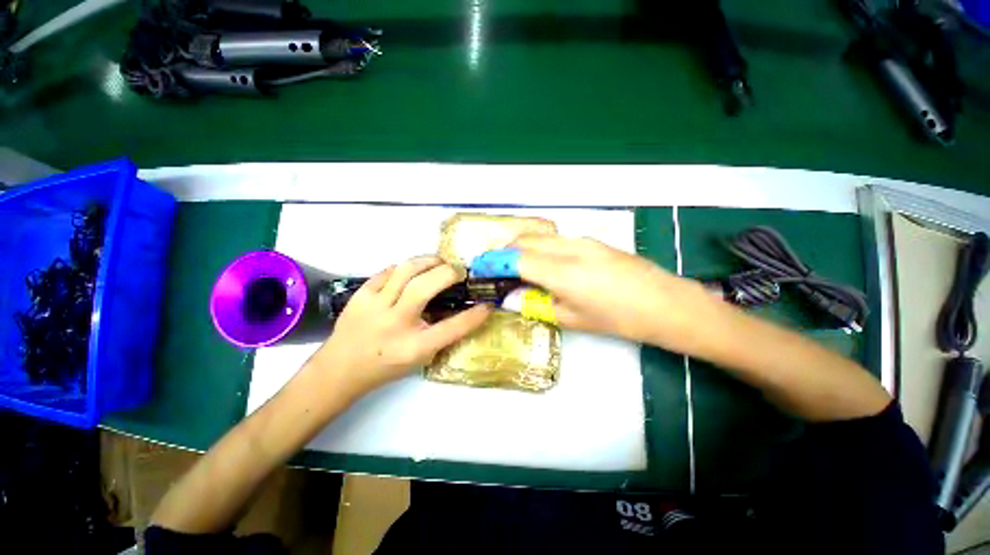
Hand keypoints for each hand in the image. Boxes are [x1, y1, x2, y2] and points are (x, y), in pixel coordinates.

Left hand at [311, 256, 490, 395]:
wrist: (340, 368)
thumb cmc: (386, 365)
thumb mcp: (420, 358)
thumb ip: (442, 335)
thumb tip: (464, 310)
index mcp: (413, 347)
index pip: (452, 328)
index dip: (474, 316)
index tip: (488, 305)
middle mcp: (394, 323)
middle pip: (425, 287)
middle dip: (449, 273)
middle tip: (459, 271)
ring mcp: (374, 306)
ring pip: (406, 270)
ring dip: (429, 261)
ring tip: (440, 263)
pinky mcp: (361, 294)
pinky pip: (389, 271)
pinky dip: (407, 268)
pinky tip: (414, 271)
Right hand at [512, 235, 708, 347]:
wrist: (667, 305)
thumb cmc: (620, 319)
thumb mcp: (573, 318)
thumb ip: (537, 304)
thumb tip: (511, 298)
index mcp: (562, 272)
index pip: (516, 259)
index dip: (494, 263)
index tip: (480, 269)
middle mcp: (569, 248)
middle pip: (525, 240)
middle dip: (504, 252)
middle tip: (496, 269)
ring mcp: (582, 241)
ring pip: (540, 236)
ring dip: (522, 247)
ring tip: (516, 267)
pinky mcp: (592, 241)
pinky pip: (556, 239)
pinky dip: (540, 247)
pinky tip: (543, 263)